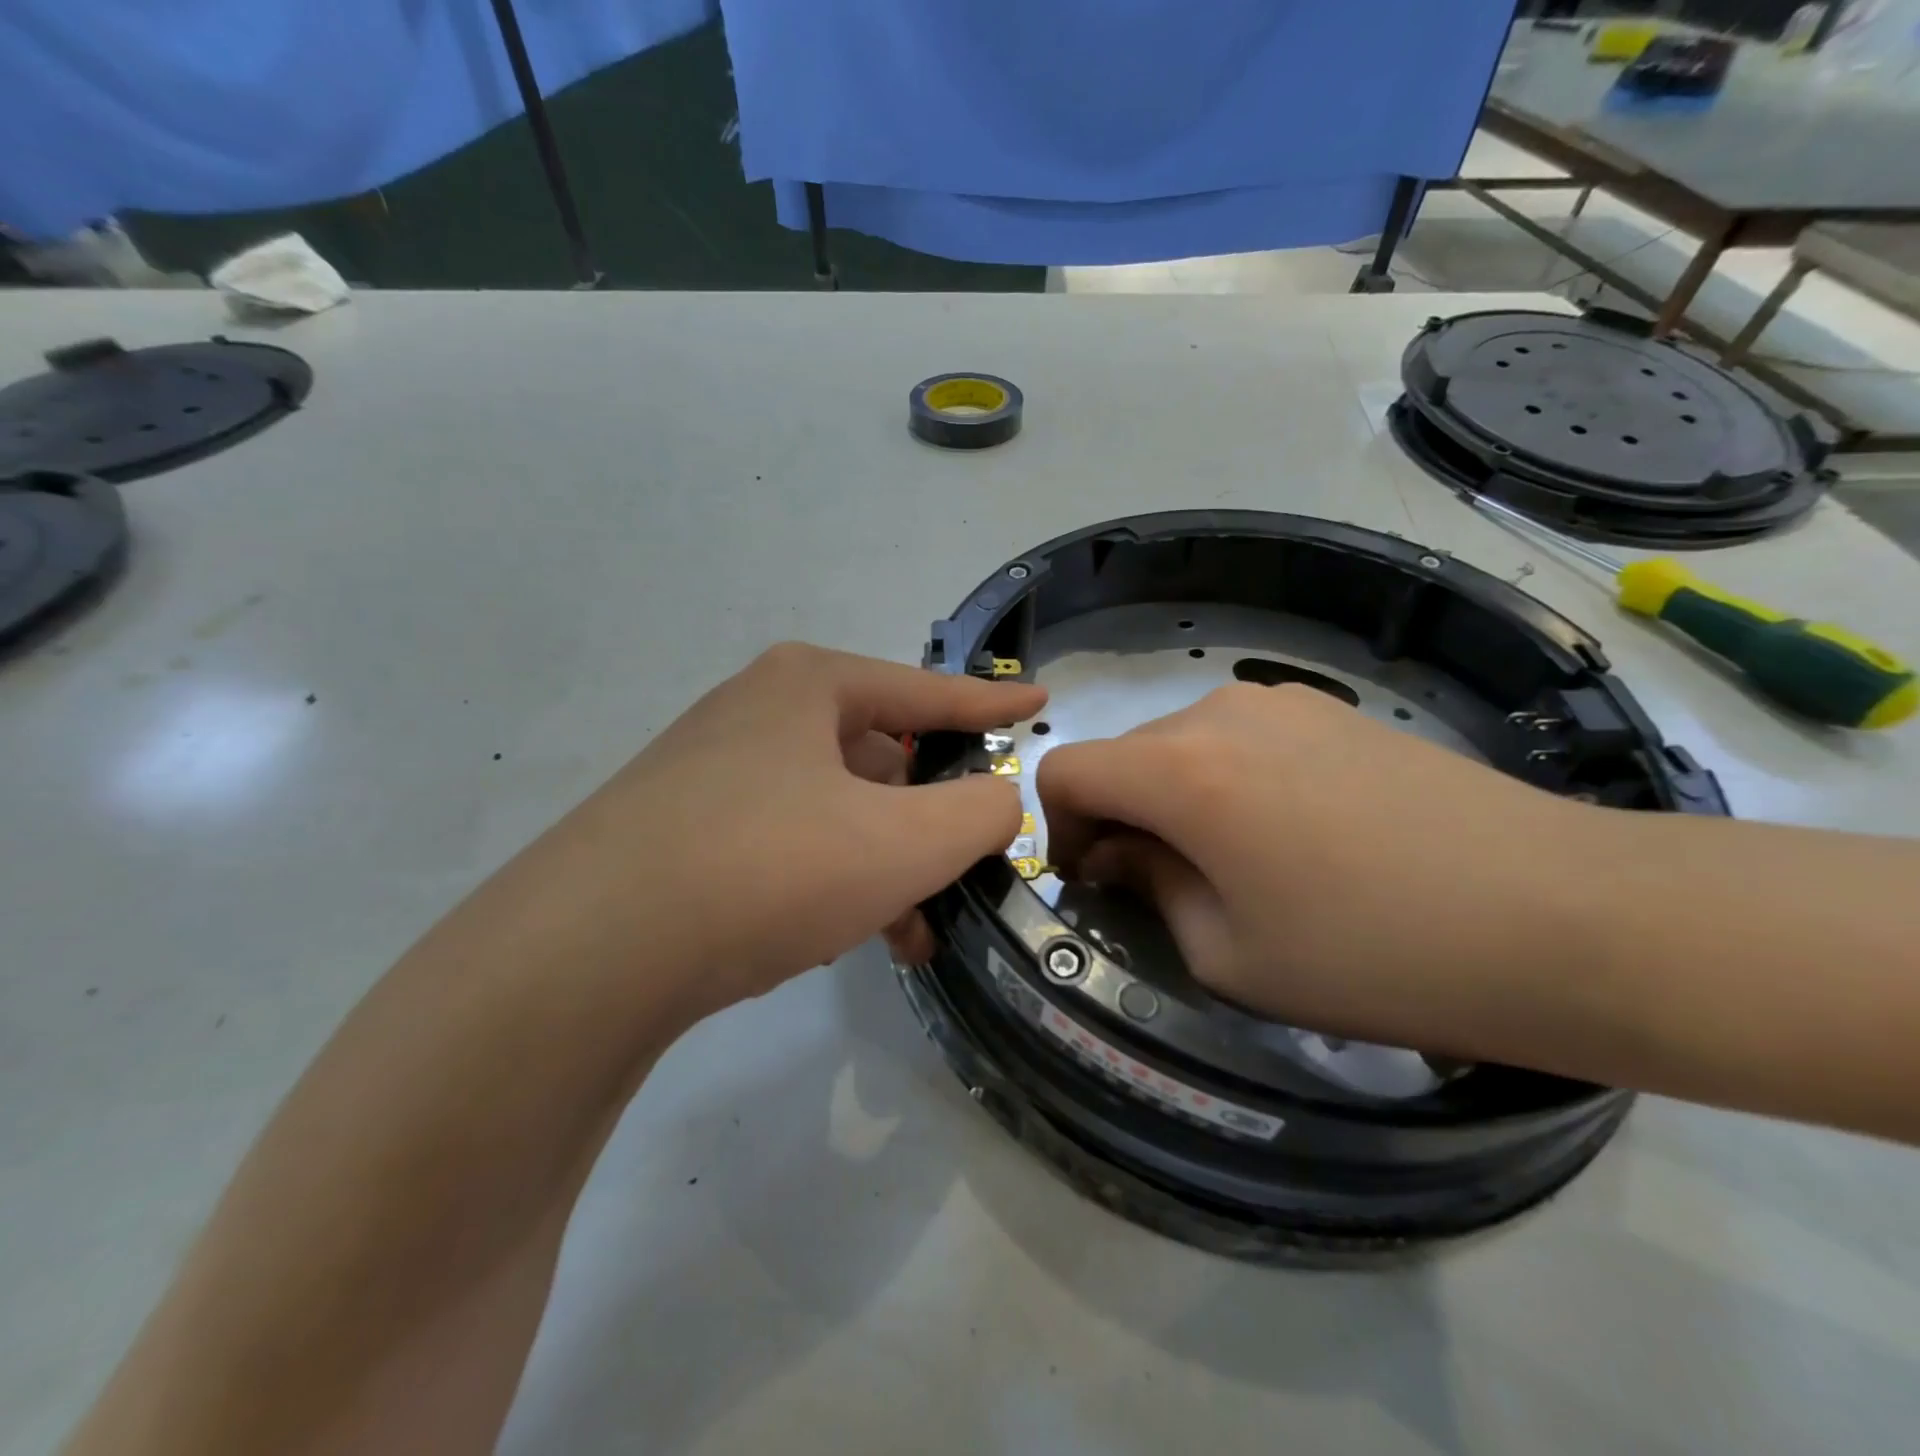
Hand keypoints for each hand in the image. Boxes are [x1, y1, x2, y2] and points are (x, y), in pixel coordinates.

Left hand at [501, 644, 1044, 1019]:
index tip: (1038, 702)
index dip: (990, 704)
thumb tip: (998, 801)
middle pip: (878, 757)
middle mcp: (756, 715)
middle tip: (964, 865)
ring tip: (910, 930)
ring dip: (880, 863)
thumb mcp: (903, 842)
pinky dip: (826, 880)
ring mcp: (711, 772)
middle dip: (927, 816)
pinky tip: (838, 935)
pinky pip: (785, 843)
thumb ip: (979, 814)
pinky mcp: (680, 831)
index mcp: (808, 688)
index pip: (927, 692)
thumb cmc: (767, 868)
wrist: (585, 954)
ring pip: (833, 809)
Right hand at [1036, 683, 1587, 1054]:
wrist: (1565, 915)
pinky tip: (1295, 837)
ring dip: (1175, 799)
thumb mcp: (1229, 954)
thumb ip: (1150, 889)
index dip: (1057, 828)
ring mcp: (1282, 702)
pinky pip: (1241, 739)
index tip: (1097, 882)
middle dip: (1120, 817)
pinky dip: (1228, 781)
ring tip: (1237, 865)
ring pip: (1181, 744)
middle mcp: (1218, 713)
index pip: (1066, 769)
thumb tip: (1122, 854)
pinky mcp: (1333, 710)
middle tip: (1165, 889)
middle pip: (1124, 755)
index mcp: (1180, 769)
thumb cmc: (1375, 953)